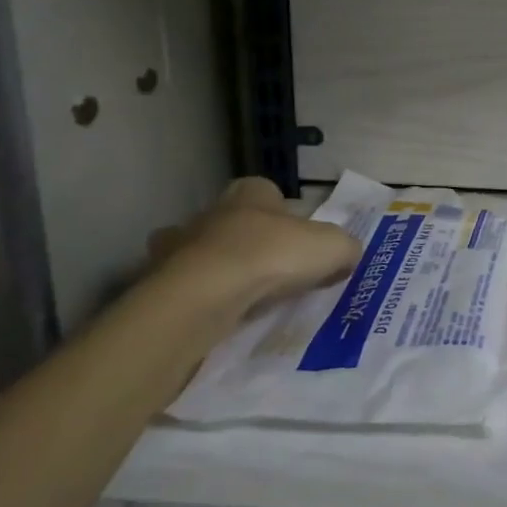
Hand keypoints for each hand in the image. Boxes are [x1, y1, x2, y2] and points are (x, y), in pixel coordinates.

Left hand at [144, 177, 360, 335]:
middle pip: (235, 223)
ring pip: (203, 252)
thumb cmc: (272, 256)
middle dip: (250, 242)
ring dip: (219, 269)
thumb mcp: (331, 247)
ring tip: (243, 298)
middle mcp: (212, 211)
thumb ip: (345, 247)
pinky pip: (186, 286)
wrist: (204, 295)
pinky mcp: (159, 281)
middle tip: (274, 272)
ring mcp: (178, 246)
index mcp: (252, 192)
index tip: (299, 242)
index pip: (269, 193)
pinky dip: (198, 297)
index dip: (286, 216)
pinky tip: (216, 315)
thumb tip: (348, 254)